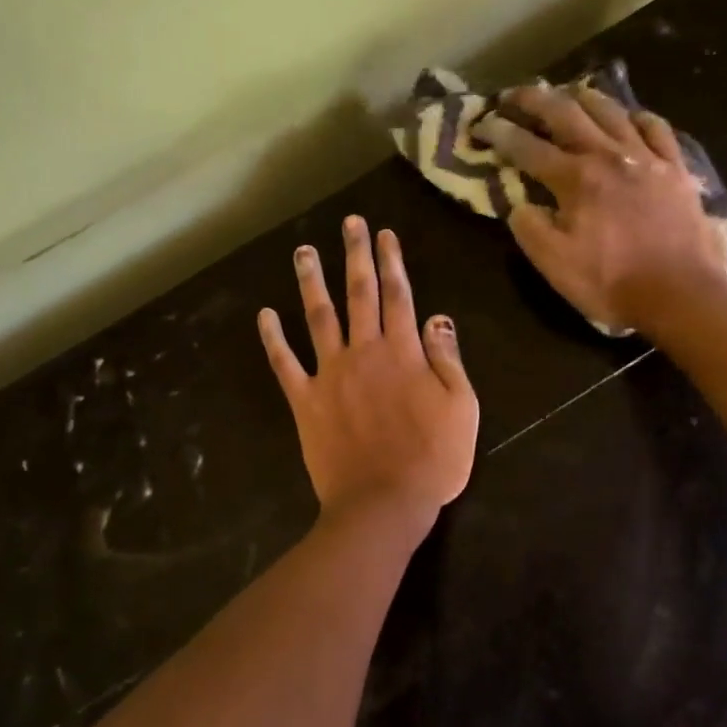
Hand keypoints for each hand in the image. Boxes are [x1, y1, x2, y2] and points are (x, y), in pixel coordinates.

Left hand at [258, 217, 478, 524]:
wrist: (383, 503)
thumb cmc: (432, 459)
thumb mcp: (462, 408)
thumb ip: (447, 358)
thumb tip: (437, 317)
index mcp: (403, 352)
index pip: (399, 295)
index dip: (392, 261)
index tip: (384, 233)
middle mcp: (364, 352)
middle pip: (359, 294)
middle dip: (355, 255)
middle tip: (349, 223)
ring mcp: (330, 374)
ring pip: (318, 317)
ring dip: (311, 282)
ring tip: (304, 252)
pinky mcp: (306, 400)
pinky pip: (285, 364)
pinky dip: (274, 338)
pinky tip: (265, 314)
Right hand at [478, 81, 726, 333]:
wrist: (680, 293)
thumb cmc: (611, 282)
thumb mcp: (554, 265)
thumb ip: (530, 228)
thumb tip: (520, 204)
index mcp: (575, 178)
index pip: (527, 147)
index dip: (500, 133)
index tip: (481, 124)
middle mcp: (608, 155)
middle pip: (566, 113)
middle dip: (535, 99)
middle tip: (514, 94)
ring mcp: (647, 158)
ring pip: (611, 111)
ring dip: (583, 98)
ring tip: (568, 95)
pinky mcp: (676, 169)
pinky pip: (657, 129)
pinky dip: (637, 118)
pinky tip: (630, 118)